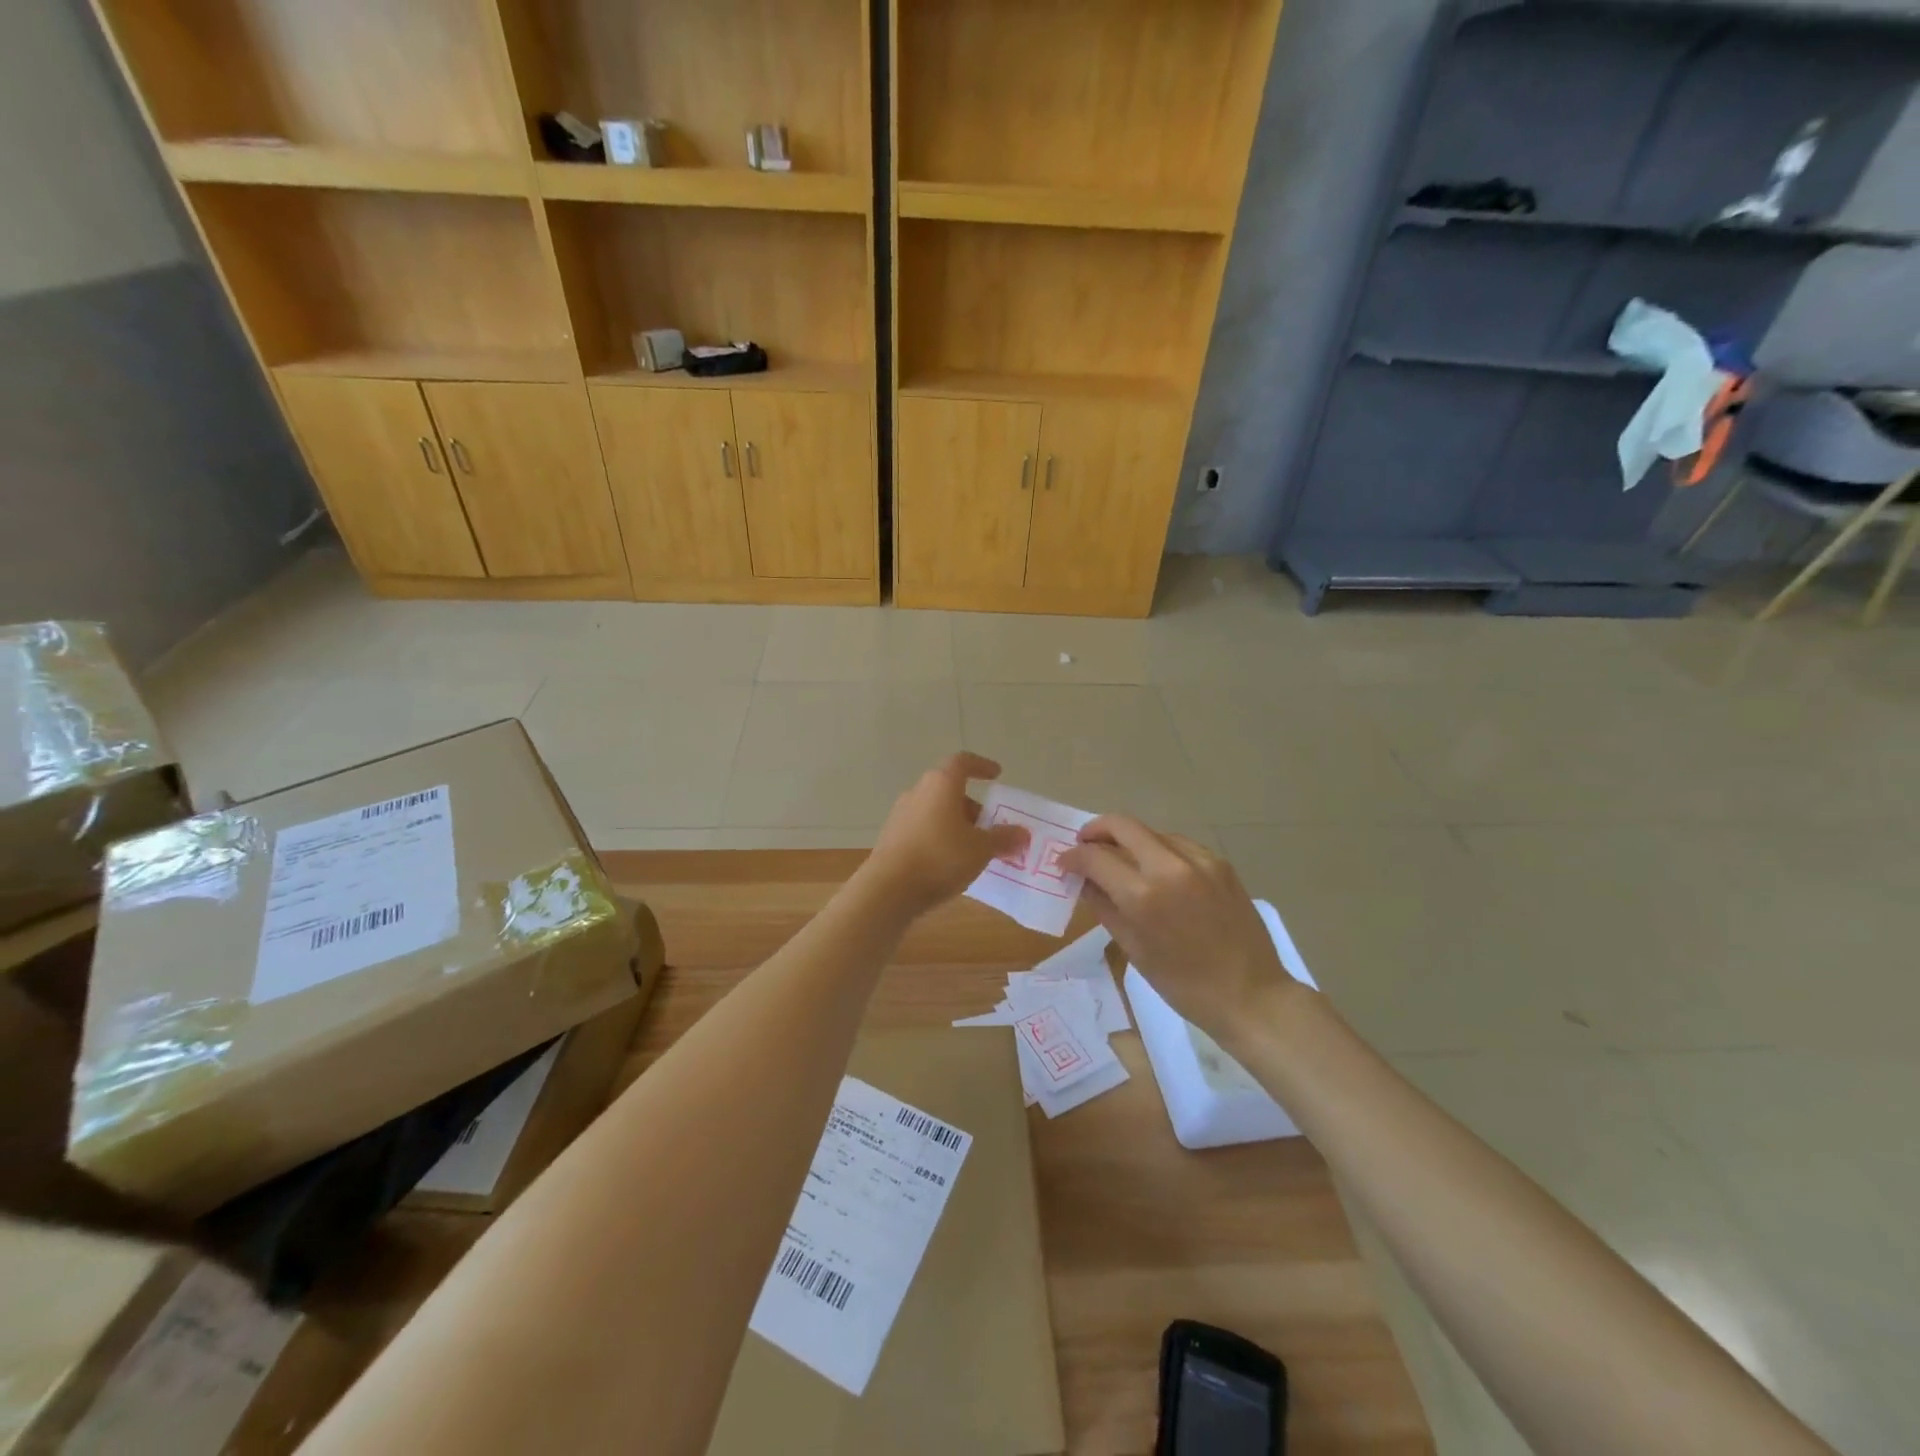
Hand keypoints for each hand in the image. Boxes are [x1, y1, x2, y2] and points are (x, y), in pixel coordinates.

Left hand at [862, 753, 1028, 916]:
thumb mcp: (981, 849)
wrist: (889, 889)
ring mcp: (901, 815)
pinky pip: (924, 830)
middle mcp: (918, 792)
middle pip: (949, 790)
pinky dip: (941, 838)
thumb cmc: (940, 857)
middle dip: (972, 806)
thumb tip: (1023, 833)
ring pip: (936, 811)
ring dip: (957, 824)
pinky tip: (951, 864)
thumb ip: (1003, 838)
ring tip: (975, 850)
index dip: (981, 766)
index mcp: (941, 784)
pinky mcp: (892, 838)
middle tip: (991, 827)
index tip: (996, 775)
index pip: (962, 762)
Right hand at [1059, 816, 1295, 1038]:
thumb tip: (1084, 881)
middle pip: (1122, 825)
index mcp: (1143, 895)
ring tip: (1121, 861)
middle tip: (1085, 845)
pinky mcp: (1220, 864)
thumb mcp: (1134, 949)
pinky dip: (1159, 850)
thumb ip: (1104, 907)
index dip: (1073, 857)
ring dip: (1129, 840)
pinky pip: (1179, 844)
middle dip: (1096, 830)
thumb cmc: (1183, 984)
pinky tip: (1157, 871)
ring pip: (1151, 832)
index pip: (1095, 857)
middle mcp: (1169, 867)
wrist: (1251, 995)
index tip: (1064, 864)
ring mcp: (1199, 861)